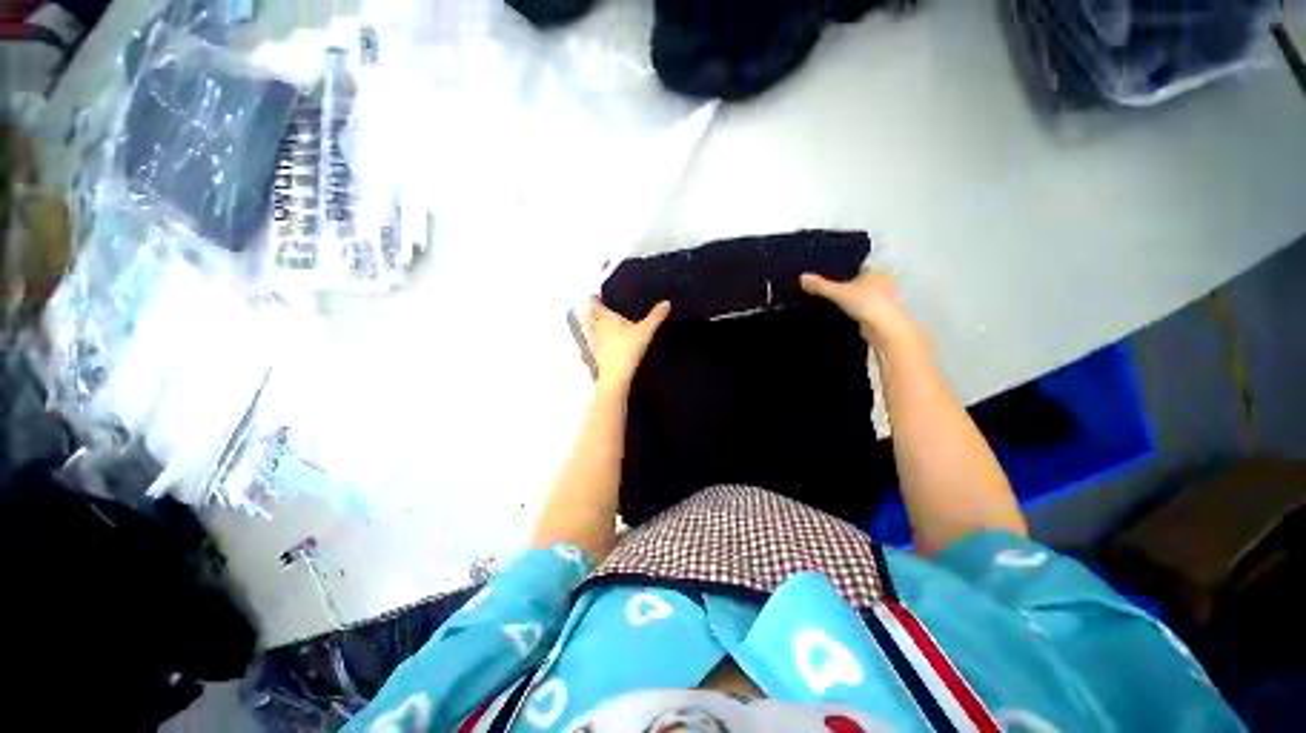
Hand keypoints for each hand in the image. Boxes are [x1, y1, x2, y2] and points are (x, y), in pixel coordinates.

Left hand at [588, 299, 670, 393]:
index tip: (597, 295)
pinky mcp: (596, 354)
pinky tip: (605, 341)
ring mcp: (595, 342)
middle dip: (592, 311)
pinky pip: (594, 341)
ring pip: (590, 329)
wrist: (616, 375)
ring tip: (600, 322)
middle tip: (598, 307)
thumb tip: (667, 302)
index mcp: (605, 318)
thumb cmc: (627, 349)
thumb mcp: (645, 331)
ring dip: (592, 324)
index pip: (595, 304)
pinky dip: (597, 338)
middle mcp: (597, 327)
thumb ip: (655, 317)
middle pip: (590, 316)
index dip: (595, 299)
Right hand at [800, 271, 917, 345]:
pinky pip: (861, 308)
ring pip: (860, 296)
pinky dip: (852, 310)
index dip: (842, 271)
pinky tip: (840, 314)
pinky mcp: (880, 314)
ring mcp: (883, 299)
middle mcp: (883, 282)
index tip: (827, 276)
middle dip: (845, 286)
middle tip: (824, 290)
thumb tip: (802, 277)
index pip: (857, 266)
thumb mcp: (838, 292)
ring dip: (849, 300)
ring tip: (829, 302)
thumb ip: (820, 285)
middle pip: (858, 281)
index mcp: (877, 271)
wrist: (885, 330)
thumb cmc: (866, 303)